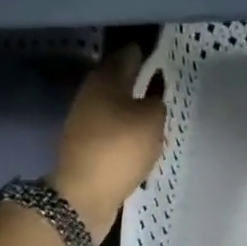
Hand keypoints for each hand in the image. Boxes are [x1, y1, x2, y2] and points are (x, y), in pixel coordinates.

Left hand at [52, 44, 165, 242]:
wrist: (84, 194)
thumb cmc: (120, 148)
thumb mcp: (151, 120)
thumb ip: (156, 103)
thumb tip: (152, 99)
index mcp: (104, 80)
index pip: (126, 55)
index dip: (143, 51)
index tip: (161, 50)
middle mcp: (91, 95)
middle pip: (117, 79)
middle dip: (137, 76)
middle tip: (162, 76)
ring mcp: (85, 121)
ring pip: (114, 104)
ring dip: (132, 103)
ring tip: (156, 106)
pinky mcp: (87, 146)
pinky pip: (113, 128)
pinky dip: (126, 126)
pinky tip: (142, 133)